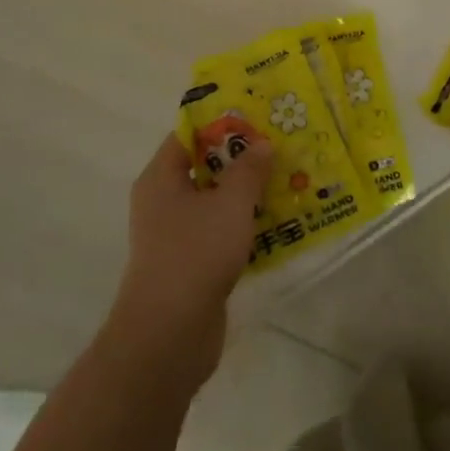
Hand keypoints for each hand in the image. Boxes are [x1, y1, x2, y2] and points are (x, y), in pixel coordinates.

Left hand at [107, 132, 273, 389]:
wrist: (169, 334)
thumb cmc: (195, 254)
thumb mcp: (230, 203)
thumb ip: (248, 169)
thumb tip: (261, 143)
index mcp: (161, 178)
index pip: (188, 135)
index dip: (222, 123)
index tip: (258, 116)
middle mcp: (163, 201)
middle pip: (205, 167)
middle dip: (243, 157)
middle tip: (281, 145)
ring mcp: (176, 234)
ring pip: (216, 201)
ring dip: (248, 192)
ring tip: (289, 179)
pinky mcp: (192, 262)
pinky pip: (221, 231)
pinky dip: (245, 224)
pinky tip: (280, 221)